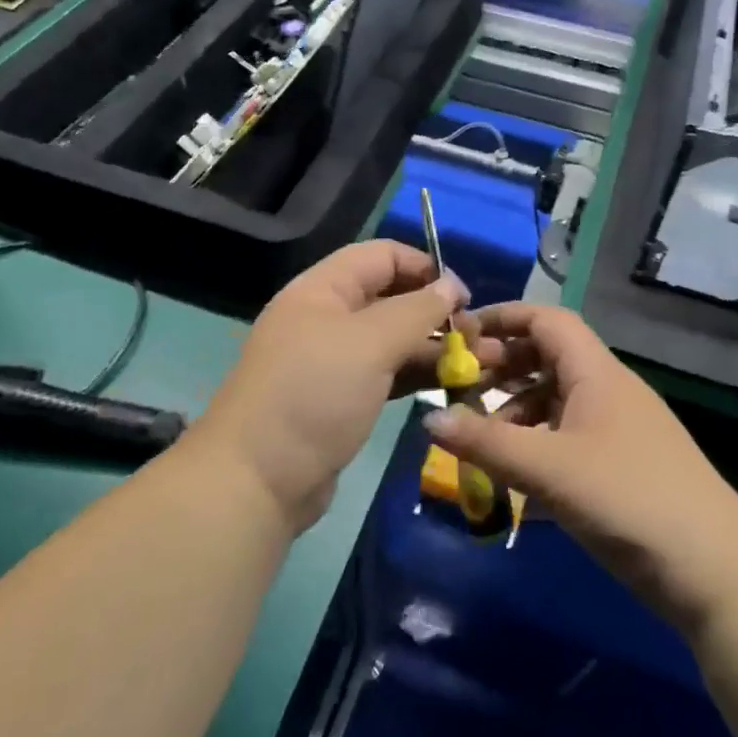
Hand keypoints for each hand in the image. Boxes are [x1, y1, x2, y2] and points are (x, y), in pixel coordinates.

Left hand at [197, 241, 471, 533]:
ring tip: (480, 363)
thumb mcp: (369, 343)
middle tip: (478, 338)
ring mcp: (334, 361)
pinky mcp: (342, 399)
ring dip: (434, 347)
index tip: (464, 296)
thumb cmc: (314, 394)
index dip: (425, 267)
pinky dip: (417, 375)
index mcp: (323, 289)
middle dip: (436, 312)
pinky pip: (387, 374)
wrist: (257, 480)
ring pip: (393, 340)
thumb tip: (452, 284)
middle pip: (391, 298)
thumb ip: (416, 310)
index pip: (382, 256)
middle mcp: (327, 317)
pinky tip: (452, 384)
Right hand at [425, 303, 737, 634]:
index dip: (502, 318)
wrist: (714, 572)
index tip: (459, 335)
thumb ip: (485, 442)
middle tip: (460, 390)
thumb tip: (429, 417)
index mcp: (596, 372)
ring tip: (480, 440)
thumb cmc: (627, 499)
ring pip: (555, 402)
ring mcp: (617, 430)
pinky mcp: (621, 467)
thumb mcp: (548, 468)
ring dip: (515, 413)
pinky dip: (535, 447)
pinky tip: (512, 480)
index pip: (546, 320)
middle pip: (547, 358)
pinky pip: (566, 439)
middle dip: (501, 368)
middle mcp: (607, 390)